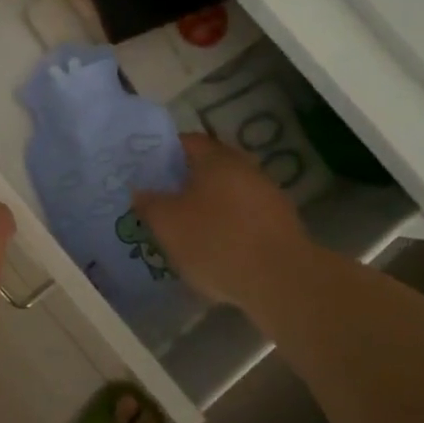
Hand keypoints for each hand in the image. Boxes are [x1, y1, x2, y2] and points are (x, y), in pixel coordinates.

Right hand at [135, 134, 310, 309]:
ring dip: (210, 205)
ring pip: (229, 193)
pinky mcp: (283, 224)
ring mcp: (268, 196)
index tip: (147, 172)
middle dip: (187, 182)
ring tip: (188, 229)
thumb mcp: (167, 223)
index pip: (187, 141)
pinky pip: (246, 217)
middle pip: (210, 167)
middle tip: (164, 200)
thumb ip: (149, 202)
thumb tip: (141, 190)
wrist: (281, 281)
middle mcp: (246, 168)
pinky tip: (217, 249)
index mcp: (216, 159)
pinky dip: (230, 226)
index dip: (164, 153)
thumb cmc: (215, 241)